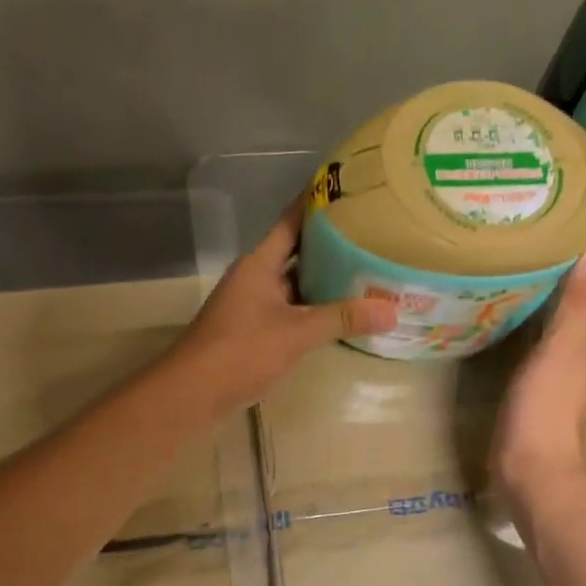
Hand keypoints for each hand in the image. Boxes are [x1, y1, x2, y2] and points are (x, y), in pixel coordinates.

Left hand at [171, 196, 397, 410]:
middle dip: (332, 246)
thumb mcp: (296, 333)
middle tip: (373, 235)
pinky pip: (292, 311)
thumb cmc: (241, 351)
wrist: (193, 394)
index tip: (350, 192)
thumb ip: (342, 318)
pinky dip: (315, 309)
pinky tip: (342, 314)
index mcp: (259, 264)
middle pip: (297, 253)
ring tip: (367, 271)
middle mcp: (256, 278)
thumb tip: (392, 311)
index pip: (292, 222)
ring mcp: (254, 305)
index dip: (317, 204)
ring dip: (325, 281)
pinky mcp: (255, 331)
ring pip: (296, 285)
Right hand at [490, 244, 585, 500]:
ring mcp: (562, 376)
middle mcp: (583, 354)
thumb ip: (579, 306)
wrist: (533, 477)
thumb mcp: (561, 353)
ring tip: (530, 267)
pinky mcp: (539, 394)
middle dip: (579, 271)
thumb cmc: (545, 413)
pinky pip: (544, 346)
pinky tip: (515, 318)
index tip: (579, 223)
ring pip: (567, 325)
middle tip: (549, 237)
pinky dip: (537, 325)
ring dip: (558, 297)